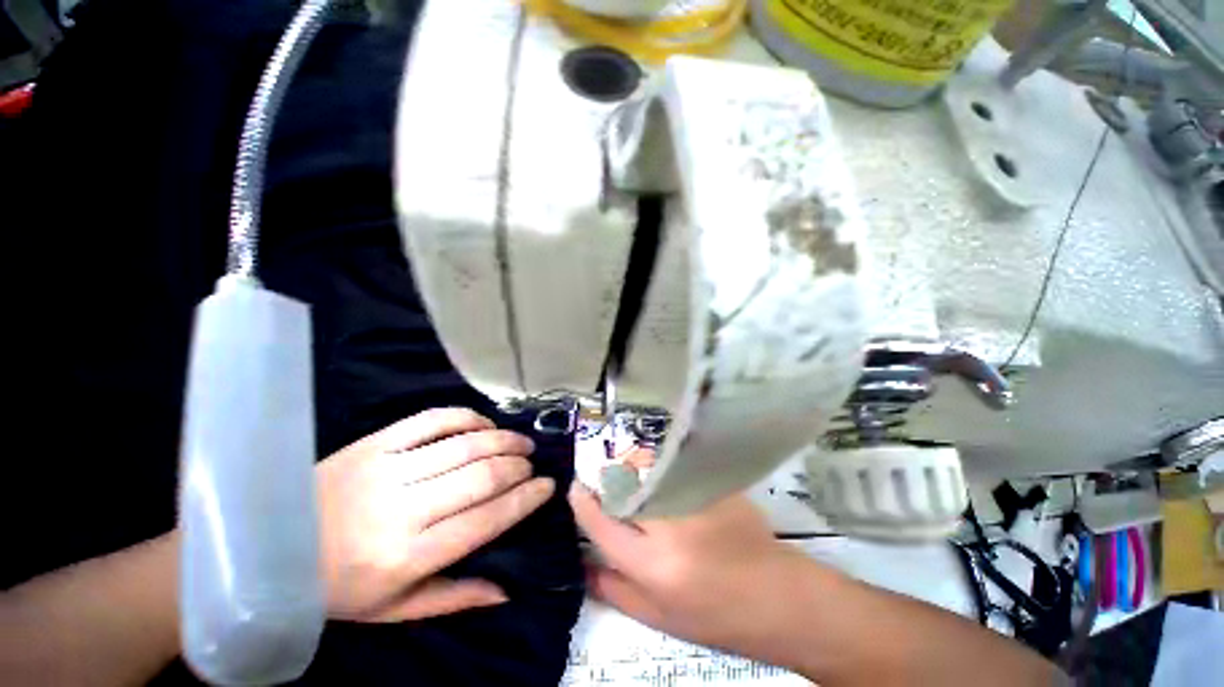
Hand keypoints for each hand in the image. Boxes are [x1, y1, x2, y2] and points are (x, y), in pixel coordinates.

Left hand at [317, 408, 554, 621]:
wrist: (269, 550)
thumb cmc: (337, 588)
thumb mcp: (393, 610)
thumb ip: (454, 597)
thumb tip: (508, 590)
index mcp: (406, 557)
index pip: (485, 520)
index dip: (525, 499)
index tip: (548, 486)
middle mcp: (401, 509)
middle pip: (481, 477)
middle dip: (519, 467)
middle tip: (533, 464)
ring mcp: (386, 469)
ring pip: (464, 445)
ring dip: (503, 440)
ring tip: (522, 442)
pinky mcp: (374, 443)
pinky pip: (432, 420)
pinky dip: (467, 417)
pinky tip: (485, 424)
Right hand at [569, 484, 820, 654]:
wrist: (778, 597)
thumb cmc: (717, 616)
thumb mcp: (659, 618)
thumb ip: (614, 590)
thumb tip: (581, 565)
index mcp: (654, 565)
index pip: (603, 523)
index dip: (584, 503)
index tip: (576, 488)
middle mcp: (671, 524)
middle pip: (624, 486)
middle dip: (609, 482)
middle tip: (605, 484)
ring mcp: (695, 497)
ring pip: (647, 469)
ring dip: (633, 470)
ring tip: (635, 478)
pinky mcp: (713, 483)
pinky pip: (673, 467)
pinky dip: (660, 469)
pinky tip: (664, 478)